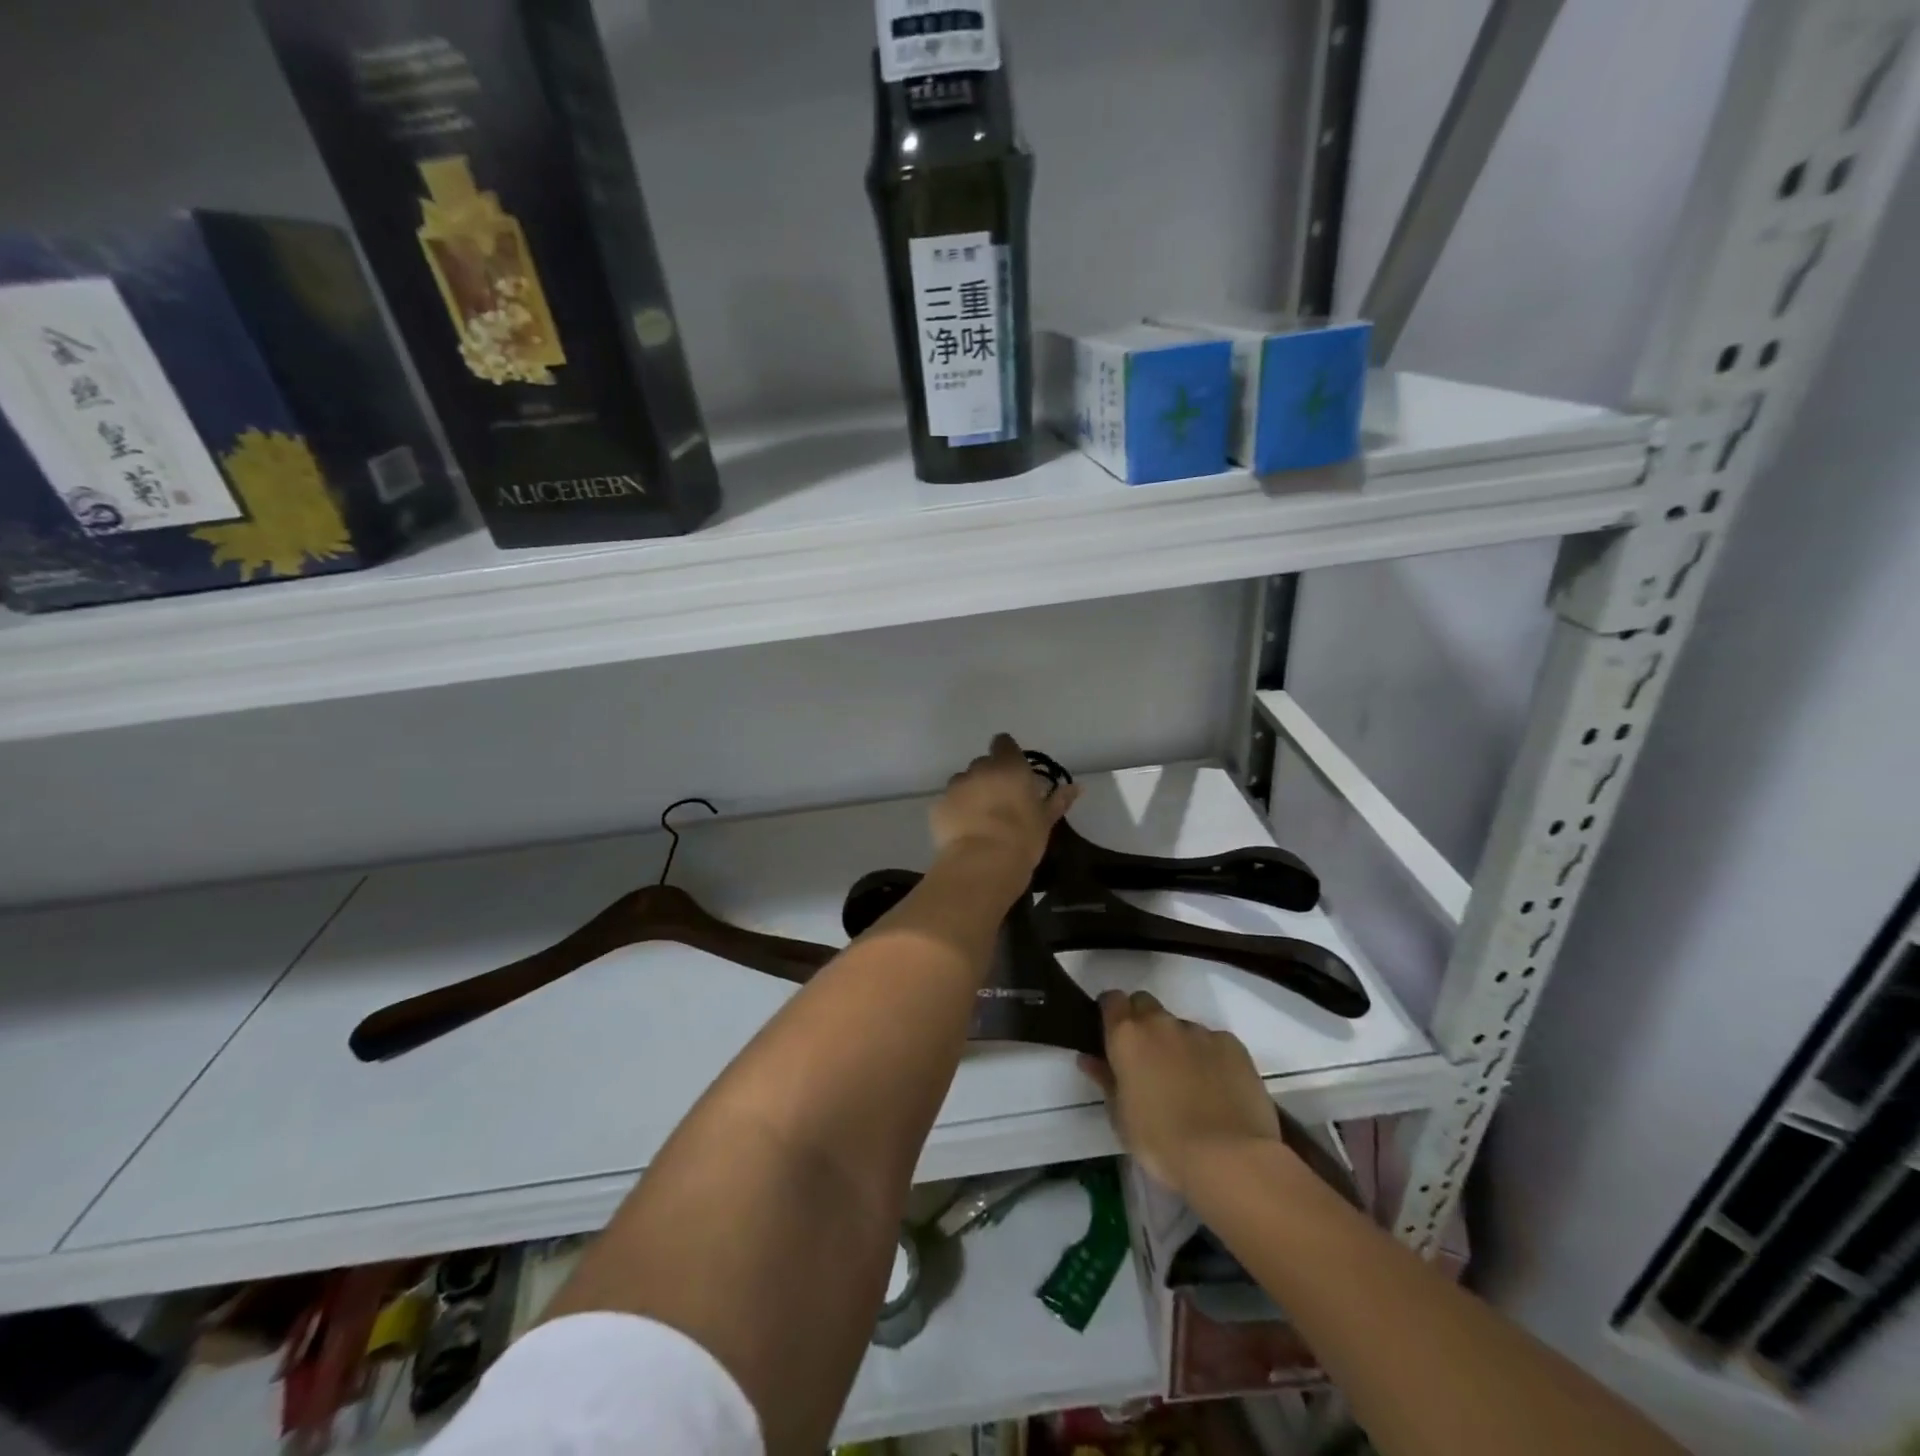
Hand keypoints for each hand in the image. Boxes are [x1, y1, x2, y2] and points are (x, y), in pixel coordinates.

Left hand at [930, 733, 1080, 876]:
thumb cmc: (1022, 838)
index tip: (1013, 770)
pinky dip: (955, 811)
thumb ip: (1058, 800)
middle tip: (1000, 801)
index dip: (1007, 753)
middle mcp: (979, 769)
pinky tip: (963, 831)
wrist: (982, 863)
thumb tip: (1076, 787)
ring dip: (971, 793)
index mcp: (1009, 766)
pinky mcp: (938, 806)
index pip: (1004, 743)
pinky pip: (948, 803)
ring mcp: (956, 787)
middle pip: (983, 764)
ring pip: (963, 782)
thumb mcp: (1045, 820)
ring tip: (979, 819)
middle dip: (990, 776)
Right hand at [1080, 991, 1281, 1194]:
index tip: (1112, 1034)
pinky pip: (1213, 1042)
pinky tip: (1217, 1089)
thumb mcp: (1121, 1117)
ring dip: (1177, 1043)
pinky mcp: (1232, 1045)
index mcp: (1127, 1035)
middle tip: (1146, 1059)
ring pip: (1180, 1026)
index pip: (1111, 1000)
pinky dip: (1209, 1057)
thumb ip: (1105, 1080)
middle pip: (1145, 1004)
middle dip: (1142, 1022)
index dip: (1111, 1012)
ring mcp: (1199, 1031)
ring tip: (1187, 1083)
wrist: (1229, 1158)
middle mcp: (1161, 1023)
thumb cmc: (1161, 1142)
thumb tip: (1089, 1058)